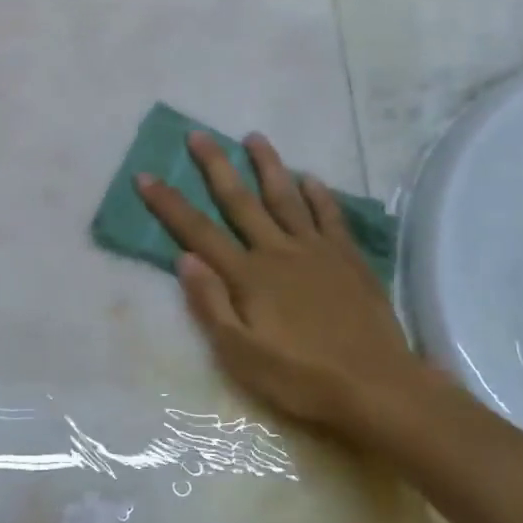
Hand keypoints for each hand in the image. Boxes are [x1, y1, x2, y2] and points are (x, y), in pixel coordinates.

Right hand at [136, 132, 429, 443]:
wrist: (377, 386)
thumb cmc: (301, 378)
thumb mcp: (241, 355)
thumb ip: (211, 304)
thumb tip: (185, 258)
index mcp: (248, 276)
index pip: (198, 232)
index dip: (169, 204)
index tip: (146, 176)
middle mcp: (278, 251)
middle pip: (240, 201)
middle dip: (216, 166)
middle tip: (199, 135)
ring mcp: (316, 250)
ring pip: (286, 197)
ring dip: (268, 165)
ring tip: (254, 137)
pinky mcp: (348, 258)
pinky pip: (330, 216)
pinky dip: (319, 194)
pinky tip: (311, 178)